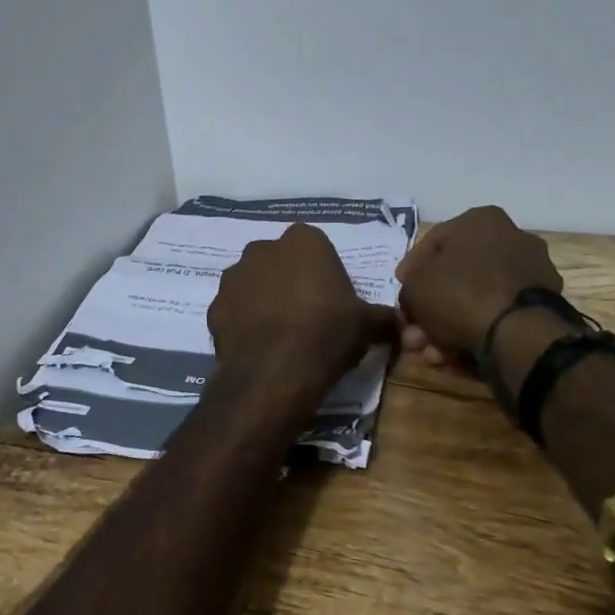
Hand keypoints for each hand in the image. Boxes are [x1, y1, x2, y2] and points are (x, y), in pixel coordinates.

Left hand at [208, 223, 397, 386]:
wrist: (275, 373)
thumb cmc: (327, 334)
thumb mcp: (368, 325)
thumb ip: (383, 316)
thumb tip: (399, 322)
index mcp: (304, 241)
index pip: (315, 245)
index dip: (323, 271)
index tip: (331, 298)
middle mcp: (263, 248)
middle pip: (280, 261)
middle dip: (289, 280)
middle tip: (307, 314)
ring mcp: (233, 276)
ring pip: (253, 282)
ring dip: (263, 299)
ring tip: (280, 333)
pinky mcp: (214, 306)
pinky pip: (234, 310)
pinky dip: (243, 322)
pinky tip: (258, 346)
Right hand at [395, 206, 562, 364]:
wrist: (519, 333)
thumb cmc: (461, 293)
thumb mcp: (416, 285)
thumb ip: (410, 284)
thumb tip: (415, 292)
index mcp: (481, 220)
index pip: (434, 242)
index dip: (411, 270)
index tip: (401, 292)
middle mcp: (511, 239)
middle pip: (456, 275)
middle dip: (430, 308)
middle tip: (413, 332)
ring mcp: (530, 274)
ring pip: (476, 299)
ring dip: (447, 326)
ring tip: (429, 352)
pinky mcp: (543, 306)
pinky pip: (498, 315)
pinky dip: (475, 332)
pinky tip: (453, 356)